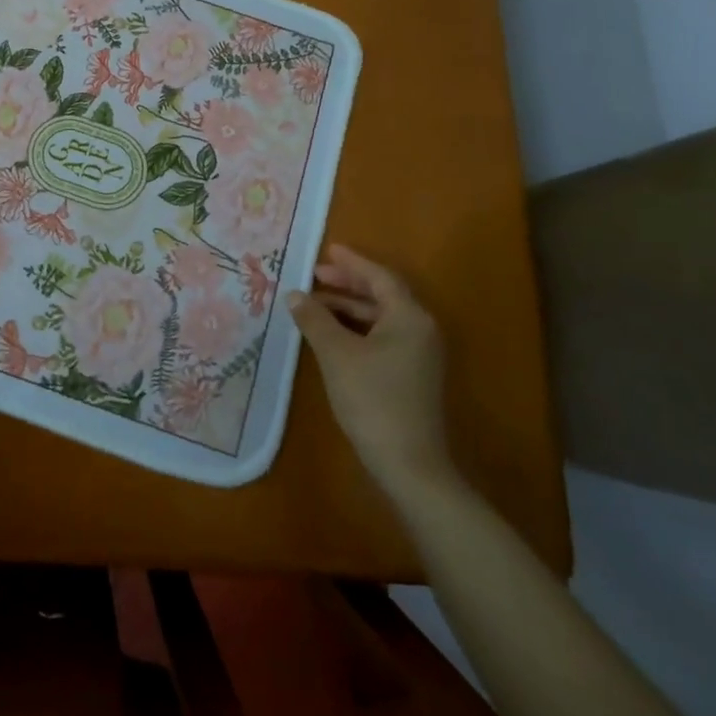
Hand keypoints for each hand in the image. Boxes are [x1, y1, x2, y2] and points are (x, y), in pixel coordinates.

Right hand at [289, 245, 457, 499]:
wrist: (409, 465)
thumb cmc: (373, 400)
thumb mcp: (336, 354)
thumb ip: (315, 319)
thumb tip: (295, 294)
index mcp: (409, 317)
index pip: (379, 277)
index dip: (351, 263)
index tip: (326, 250)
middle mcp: (420, 329)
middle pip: (382, 295)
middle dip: (347, 284)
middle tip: (315, 276)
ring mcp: (419, 354)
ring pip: (381, 318)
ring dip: (349, 308)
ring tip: (315, 305)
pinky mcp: (412, 375)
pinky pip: (382, 337)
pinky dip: (357, 329)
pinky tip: (331, 335)